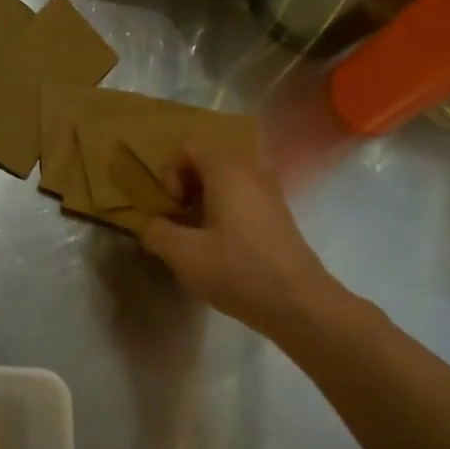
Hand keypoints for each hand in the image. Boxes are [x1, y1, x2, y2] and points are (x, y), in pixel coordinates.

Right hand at [138, 144, 340, 339]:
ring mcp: (270, 193)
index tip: (173, 207)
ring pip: (227, 182)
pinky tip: (221, 247)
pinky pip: (244, 199)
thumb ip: (157, 232)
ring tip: (198, 236)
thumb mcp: (183, 255)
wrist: (297, 302)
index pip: (190, 146)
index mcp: (228, 171)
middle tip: (180, 221)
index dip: (170, 172)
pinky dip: (225, 213)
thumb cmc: (238, 271)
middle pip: (209, 161)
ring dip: (205, 202)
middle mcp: (253, 171)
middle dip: (186, 187)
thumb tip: (152, 224)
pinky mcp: (278, 216)